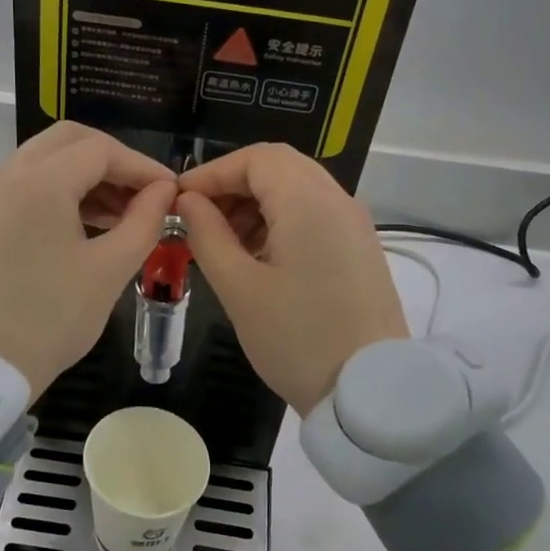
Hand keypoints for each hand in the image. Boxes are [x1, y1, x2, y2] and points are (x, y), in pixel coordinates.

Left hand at [0, 123, 177, 397]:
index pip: (102, 151)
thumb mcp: (110, 270)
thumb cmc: (51, 318)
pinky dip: (61, 190)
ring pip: (46, 159)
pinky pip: (28, 183)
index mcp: (41, 181)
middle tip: (143, 194)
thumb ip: (144, 221)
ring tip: (123, 213)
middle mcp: (10, 174)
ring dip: (87, 175)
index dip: (143, 167)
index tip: (171, 192)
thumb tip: (164, 192)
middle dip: (113, 160)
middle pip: (70, 140)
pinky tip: (87, 224)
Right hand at [177, 144, 407, 413]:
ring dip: (255, 204)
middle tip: (198, 218)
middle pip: (279, 167)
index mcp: (309, 202)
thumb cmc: (297, 338)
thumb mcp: (239, 288)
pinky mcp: (360, 249)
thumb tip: (188, 202)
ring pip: (297, 190)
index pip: (256, 158)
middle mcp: (338, 200)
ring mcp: (355, 224)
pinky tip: (258, 257)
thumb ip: (207, 234)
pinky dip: (280, 221)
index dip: (212, 172)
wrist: (371, 392)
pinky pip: (314, 215)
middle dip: (233, 186)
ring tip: (223, 243)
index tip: (178, 201)